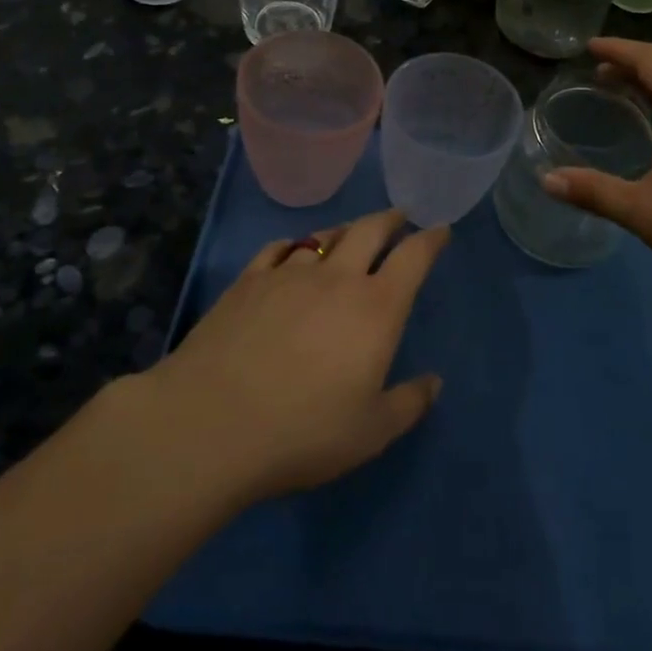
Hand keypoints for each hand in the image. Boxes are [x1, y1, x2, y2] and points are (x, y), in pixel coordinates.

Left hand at [152, 210, 447, 504]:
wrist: (211, 423)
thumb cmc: (303, 431)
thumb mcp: (370, 432)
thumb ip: (408, 403)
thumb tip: (434, 381)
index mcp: (376, 308)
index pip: (413, 258)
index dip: (431, 240)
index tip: (440, 230)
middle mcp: (337, 278)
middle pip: (370, 230)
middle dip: (390, 220)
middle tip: (399, 217)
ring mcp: (289, 274)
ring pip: (324, 236)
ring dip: (344, 230)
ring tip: (350, 234)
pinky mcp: (248, 280)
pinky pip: (278, 249)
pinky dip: (294, 245)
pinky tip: (291, 252)